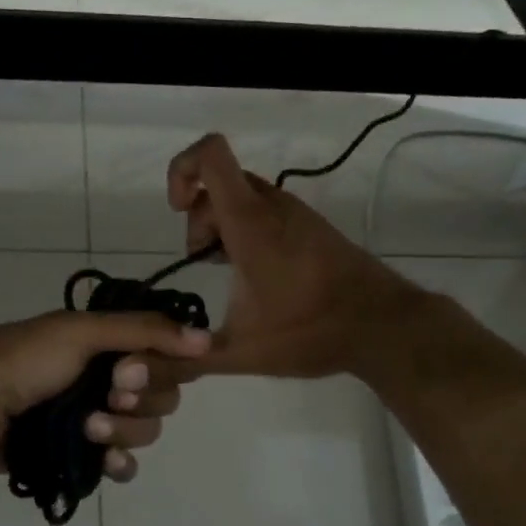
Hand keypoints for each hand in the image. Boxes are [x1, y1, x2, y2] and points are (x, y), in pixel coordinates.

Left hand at [0, 309, 210, 480]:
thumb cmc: (26, 358)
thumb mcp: (82, 331)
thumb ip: (145, 332)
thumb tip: (207, 340)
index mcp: (111, 345)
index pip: (166, 359)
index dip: (160, 370)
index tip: (132, 372)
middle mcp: (109, 380)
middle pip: (162, 399)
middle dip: (139, 402)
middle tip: (110, 396)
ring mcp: (96, 419)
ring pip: (144, 433)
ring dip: (124, 432)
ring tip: (88, 428)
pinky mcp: (81, 454)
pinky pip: (121, 465)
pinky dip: (118, 463)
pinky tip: (103, 459)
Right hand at [166, 133, 431, 378]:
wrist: (382, 326)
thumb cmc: (310, 330)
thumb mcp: (241, 352)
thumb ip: (189, 358)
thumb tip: (142, 371)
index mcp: (249, 222)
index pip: (209, 155)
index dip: (182, 170)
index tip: (178, 211)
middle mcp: (272, 206)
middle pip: (219, 181)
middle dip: (198, 216)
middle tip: (203, 260)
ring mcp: (295, 213)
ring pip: (243, 196)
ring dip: (222, 225)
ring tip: (227, 271)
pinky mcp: (311, 226)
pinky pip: (266, 210)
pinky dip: (247, 230)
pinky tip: (254, 275)